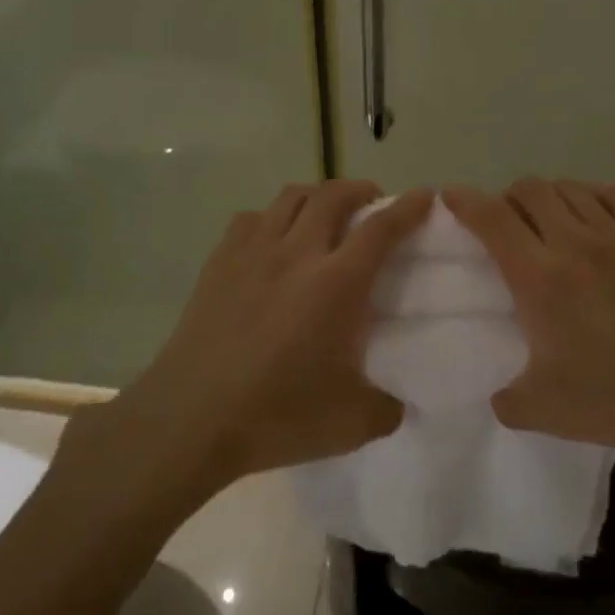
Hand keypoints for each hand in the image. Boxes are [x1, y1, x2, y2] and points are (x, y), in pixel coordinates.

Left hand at [95, 181, 433, 489]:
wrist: (190, 419)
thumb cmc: (275, 416)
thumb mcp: (351, 424)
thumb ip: (387, 409)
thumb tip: (398, 403)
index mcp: (336, 284)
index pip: (381, 229)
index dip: (408, 208)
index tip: (424, 195)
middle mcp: (296, 254)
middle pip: (333, 196)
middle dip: (361, 190)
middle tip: (374, 203)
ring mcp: (252, 253)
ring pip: (290, 197)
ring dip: (318, 195)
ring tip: (326, 213)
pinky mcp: (218, 263)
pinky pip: (252, 218)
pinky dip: (273, 217)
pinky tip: (275, 240)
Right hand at [444, 179, 614, 507]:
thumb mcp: (547, 412)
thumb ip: (508, 401)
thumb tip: (498, 395)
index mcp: (541, 277)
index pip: (491, 218)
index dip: (464, 201)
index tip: (448, 197)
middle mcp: (575, 242)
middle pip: (529, 188)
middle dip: (505, 198)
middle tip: (503, 228)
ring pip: (569, 186)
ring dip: (546, 197)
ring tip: (545, 225)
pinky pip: (612, 194)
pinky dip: (590, 197)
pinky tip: (591, 222)